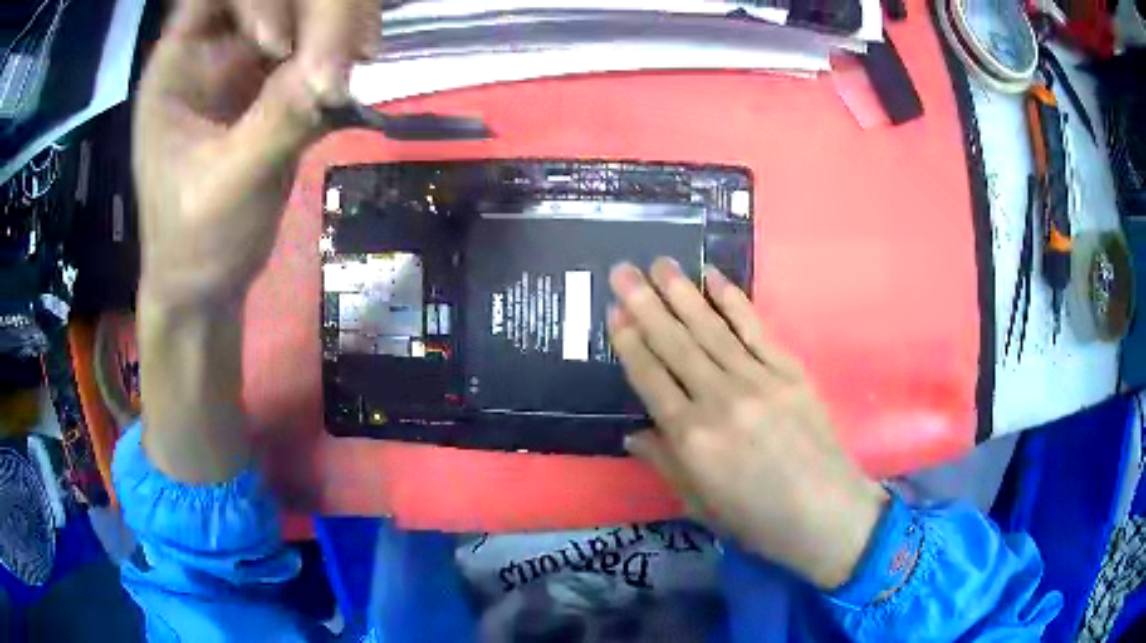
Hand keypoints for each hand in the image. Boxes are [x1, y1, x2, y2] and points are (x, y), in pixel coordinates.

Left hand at [131, 0, 378, 482]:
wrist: (207, 285)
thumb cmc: (195, 244)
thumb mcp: (227, 186)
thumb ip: (278, 122)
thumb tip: (341, 70)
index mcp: (178, 65)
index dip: (258, 1)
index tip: (278, 45)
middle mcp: (215, 49)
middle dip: (317, 10)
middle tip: (352, 48)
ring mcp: (249, 62)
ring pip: (306, 9)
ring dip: (341, 23)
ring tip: (364, 59)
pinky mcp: (278, 84)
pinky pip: (321, 43)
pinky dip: (347, 49)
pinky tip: (363, 70)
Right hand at [607, 258, 887, 589]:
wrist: (825, 514)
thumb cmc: (757, 519)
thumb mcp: (698, 504)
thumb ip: (664, 463)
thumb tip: (633, 434)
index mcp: (692, 438)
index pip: (651, 378)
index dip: (629, 342)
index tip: (614, 311)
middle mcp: (720, 400)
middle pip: (676, 343)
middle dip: (645, 303)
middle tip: (623, 270)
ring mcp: (758, 380)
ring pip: (711, 329)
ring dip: (683, 293)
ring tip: (660, 263)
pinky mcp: (790, 371)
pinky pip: (755, 329)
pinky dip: (734, 301)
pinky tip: (715, 279)